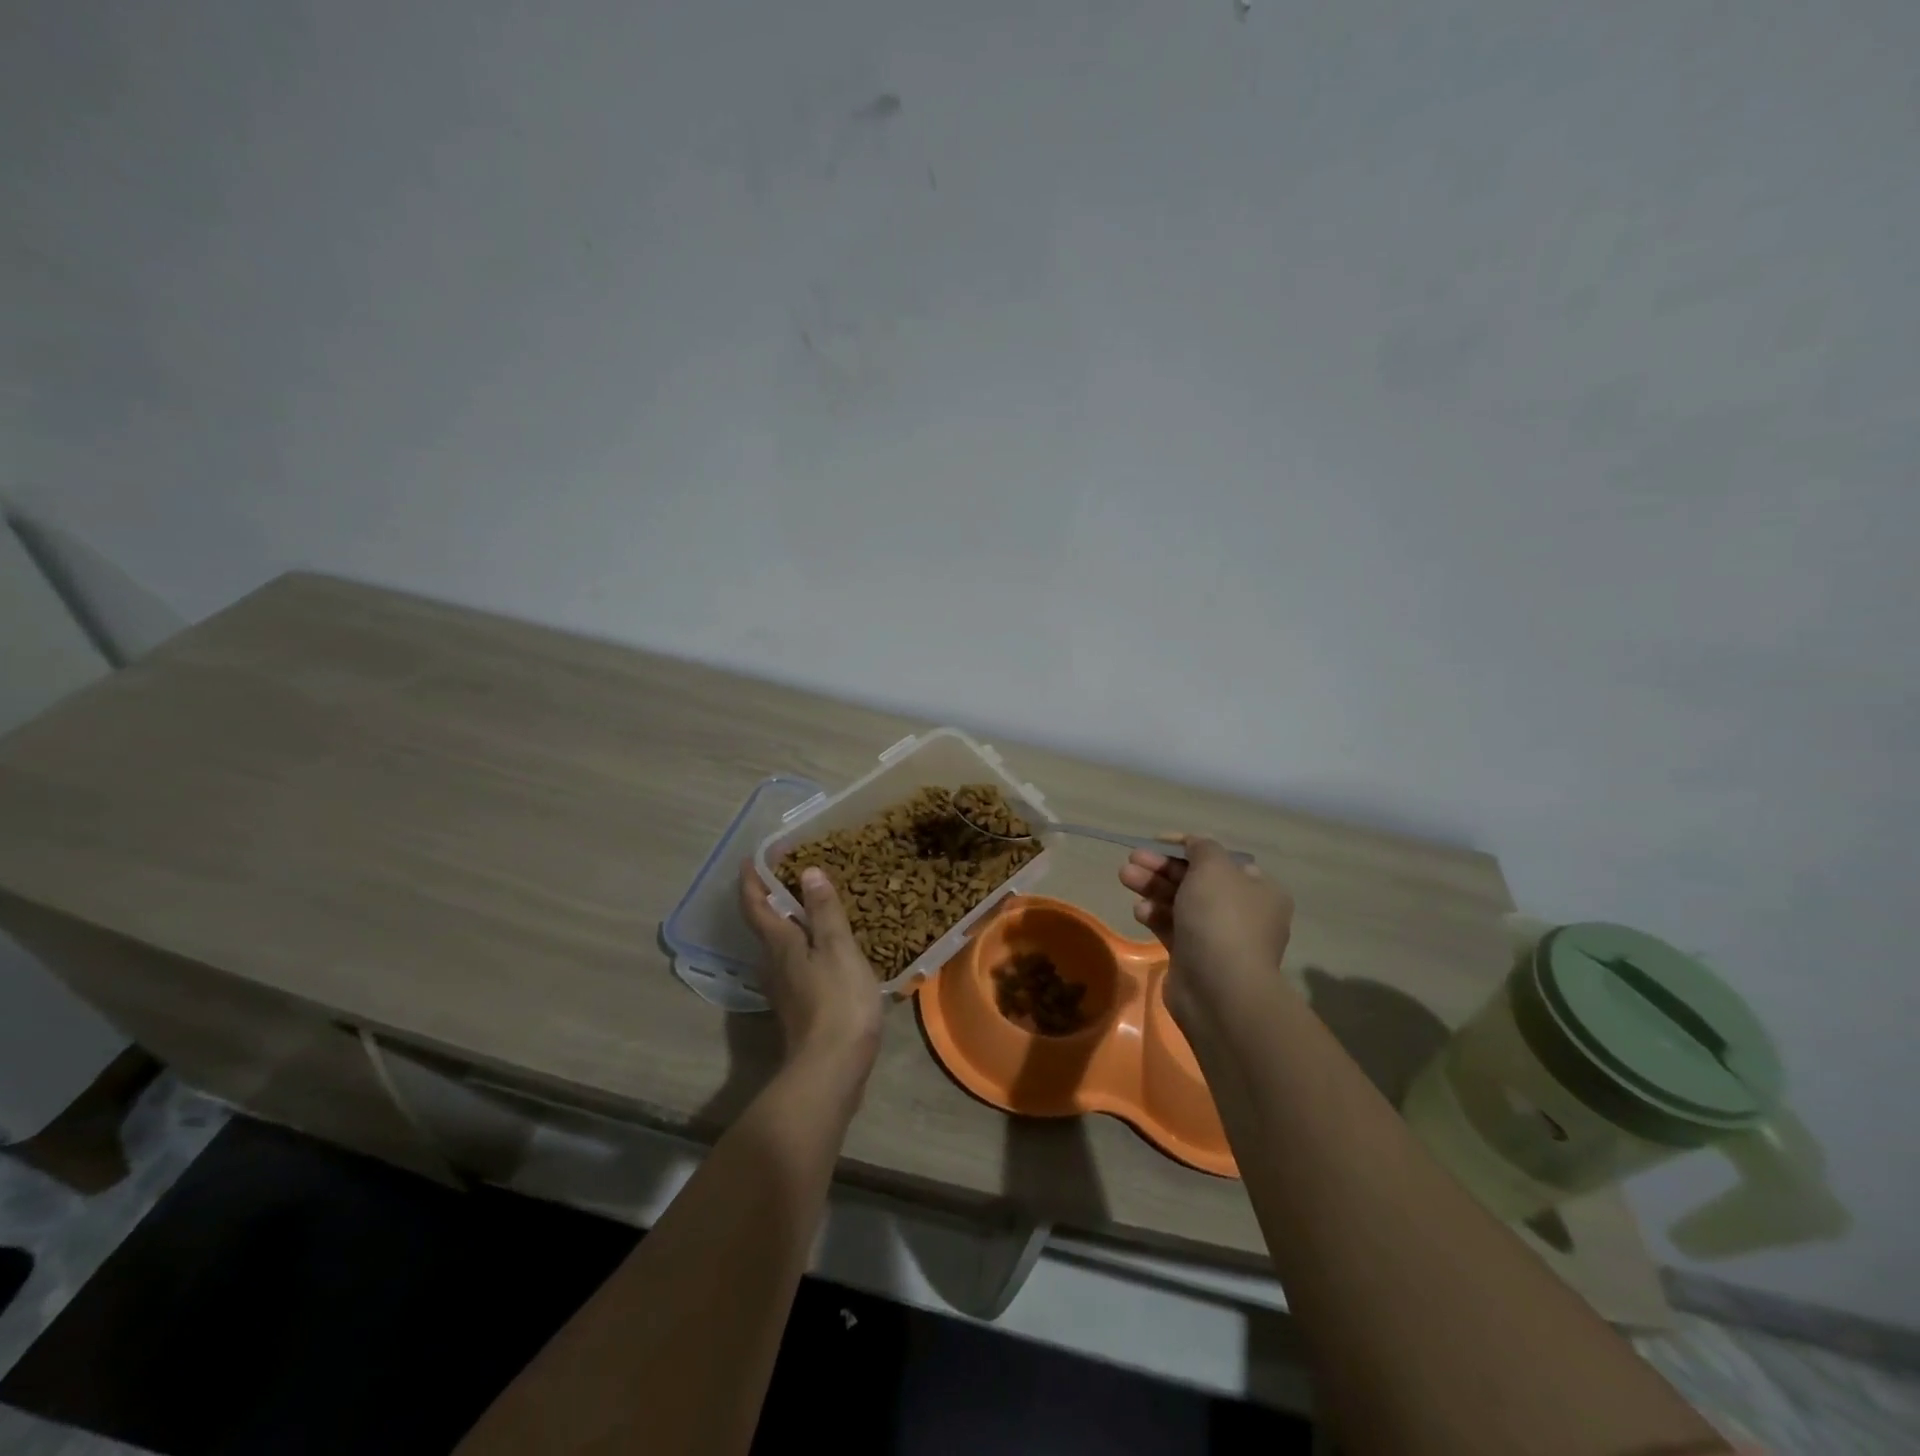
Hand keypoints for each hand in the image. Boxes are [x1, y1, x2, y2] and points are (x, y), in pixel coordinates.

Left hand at [737, 860, 883, 1070]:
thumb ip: (823, 911)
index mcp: (780, 944)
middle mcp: (773, 963)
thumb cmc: (837, 1001)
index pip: (756, 904)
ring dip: (788, 921)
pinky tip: (824, 947)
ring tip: (811, 903)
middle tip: (791, 872)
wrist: (831, 1069)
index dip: (751, 879)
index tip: (752, 857)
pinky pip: (795, 963)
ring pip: (779, 945)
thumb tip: (808, 872)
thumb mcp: (837, 948)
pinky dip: (804, 944)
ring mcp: (784, 988)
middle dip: (771, 896)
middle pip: (764, 924)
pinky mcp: (798, 1006)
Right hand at [1120, 837, 1293, 1022]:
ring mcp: (1217, 937)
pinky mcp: (1194, 958)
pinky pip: (1172, 928)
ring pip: (1180, 903)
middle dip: (1162, 868)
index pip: (1220, 859)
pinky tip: (1139, 911)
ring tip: (1125, 878)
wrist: (1219, 989)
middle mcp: (1242, 912)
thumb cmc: (1221, 919)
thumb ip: (1202, 848)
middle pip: (1195, 880)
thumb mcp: (1214, 868)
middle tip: (1132, 859)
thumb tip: (1194, 844)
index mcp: (1258, 889)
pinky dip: (1155, 916)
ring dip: (1152, 888)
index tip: (1156, 841)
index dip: (1187, 847)